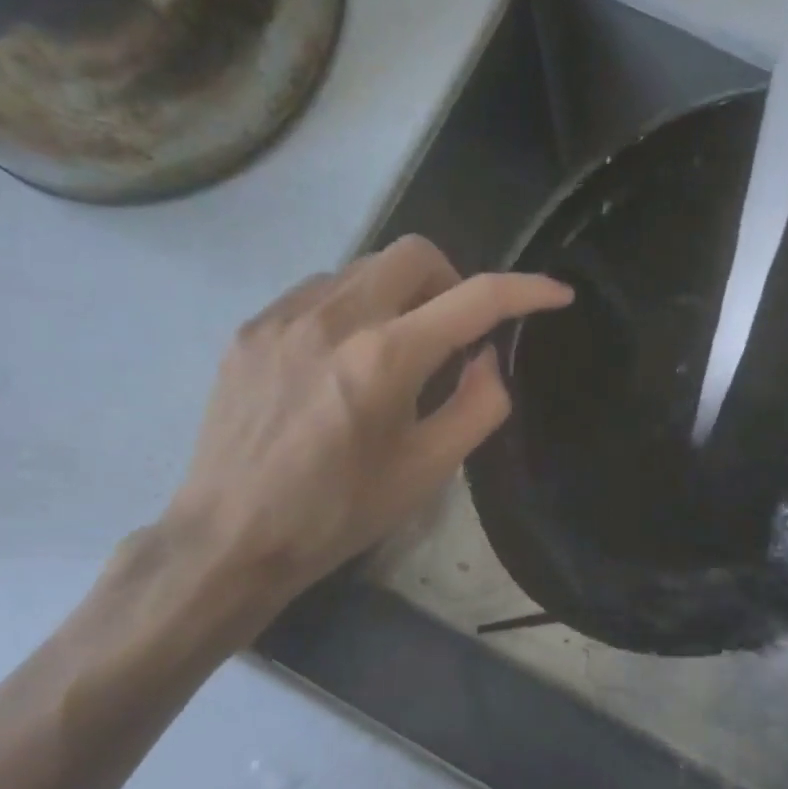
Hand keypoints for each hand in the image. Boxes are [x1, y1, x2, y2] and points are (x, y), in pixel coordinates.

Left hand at [159, 235, 571, 634]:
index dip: (527, 289)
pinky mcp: (251, 327)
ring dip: (399, 295)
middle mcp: (334, 317)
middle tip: (454, 335)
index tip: (556, 294)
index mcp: (386, 357)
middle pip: (414, 253)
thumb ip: (478, 406)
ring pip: (364, 267)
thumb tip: (487, 357)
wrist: (231, 536)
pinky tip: (341, 359)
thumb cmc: (338, 513)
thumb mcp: (426, 472)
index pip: (475, 299)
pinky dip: (351, 308)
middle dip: (453, 281)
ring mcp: (284, 315)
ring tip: (394, 351)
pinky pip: (319, 291)